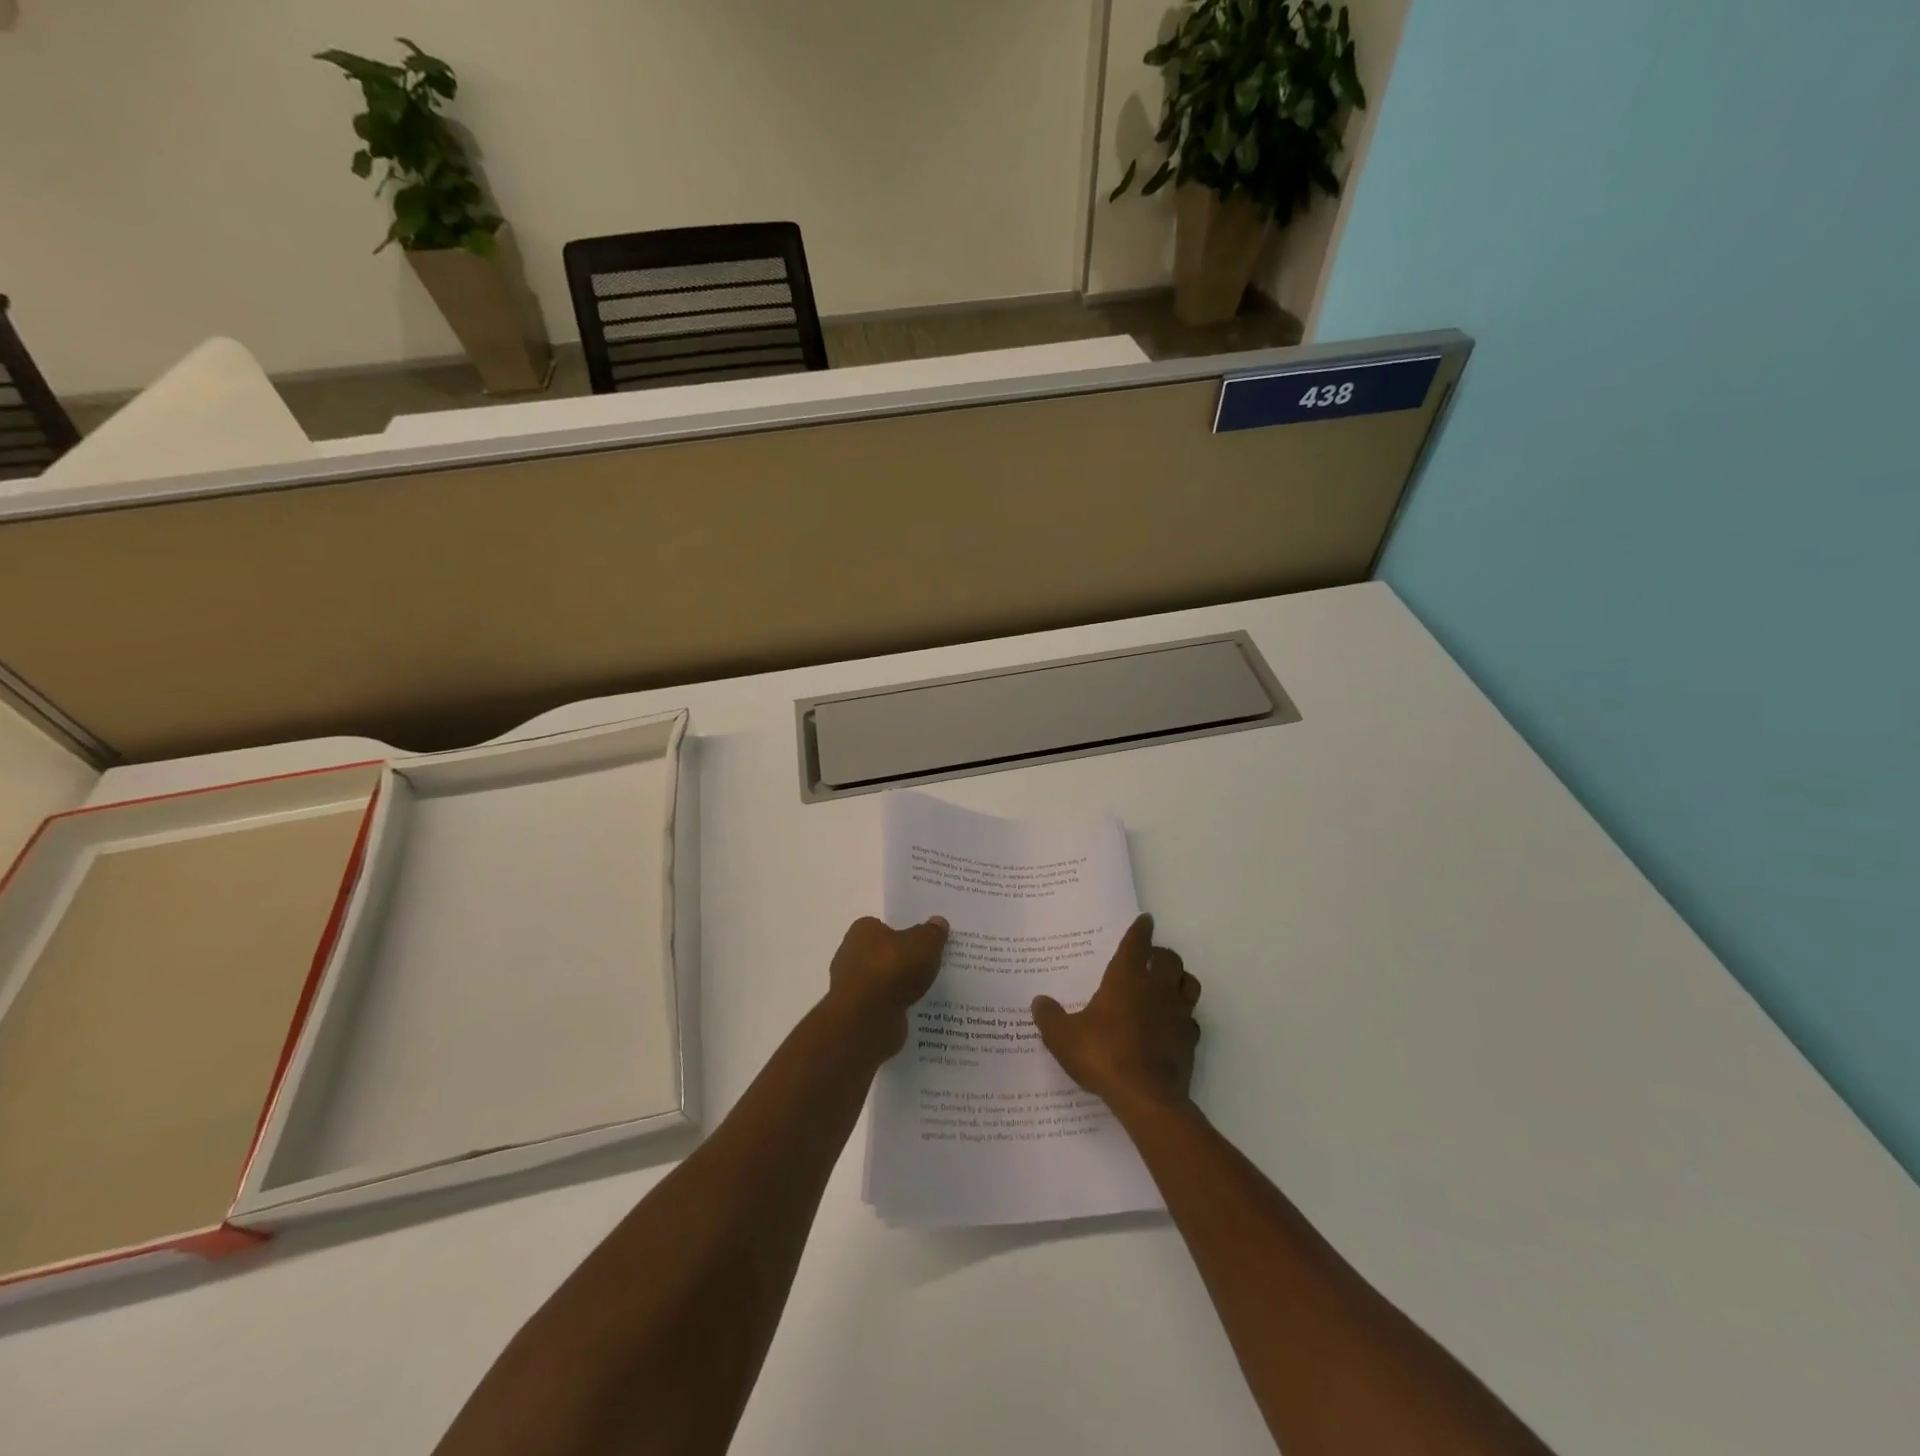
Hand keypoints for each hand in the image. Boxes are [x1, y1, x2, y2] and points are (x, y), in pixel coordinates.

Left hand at [824, 915, 949, 1058]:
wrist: (866, 1020)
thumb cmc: (892, 970)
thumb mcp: (924, 943)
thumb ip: (932, 933)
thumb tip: (938, 922)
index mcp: (862, 930)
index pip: (884, 926)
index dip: (904, 933)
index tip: (924, 943)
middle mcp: (851, 954)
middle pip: (884, 954)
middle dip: (903, 961)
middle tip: (931, 966)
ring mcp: (852, 986)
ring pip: (884, 981)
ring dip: (900, 987)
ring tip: (928, 991)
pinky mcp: (857, 1013)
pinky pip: (883, 1005)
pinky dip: (896, 1007)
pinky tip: (916, 1011)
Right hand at [1032, 914, 1200, 1115]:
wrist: (1146, 1097)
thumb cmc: (1103, 1055)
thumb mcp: (1063, 1037)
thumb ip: (1050, 1017)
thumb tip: (1039, 1002)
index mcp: (1126, 978)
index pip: (1137, 943)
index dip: (1140, 929)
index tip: (1145, 920)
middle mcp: (1156, 988)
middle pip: (1170, 958)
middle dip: (1161, 954)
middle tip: (1150, 958)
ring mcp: (1178, 1013)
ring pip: (1189, 983)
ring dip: (1179, 979)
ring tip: (1166, 985)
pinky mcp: (1190, 1040)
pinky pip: (1191, 1019)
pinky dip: (1183, 1016)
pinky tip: (1171, 1025)